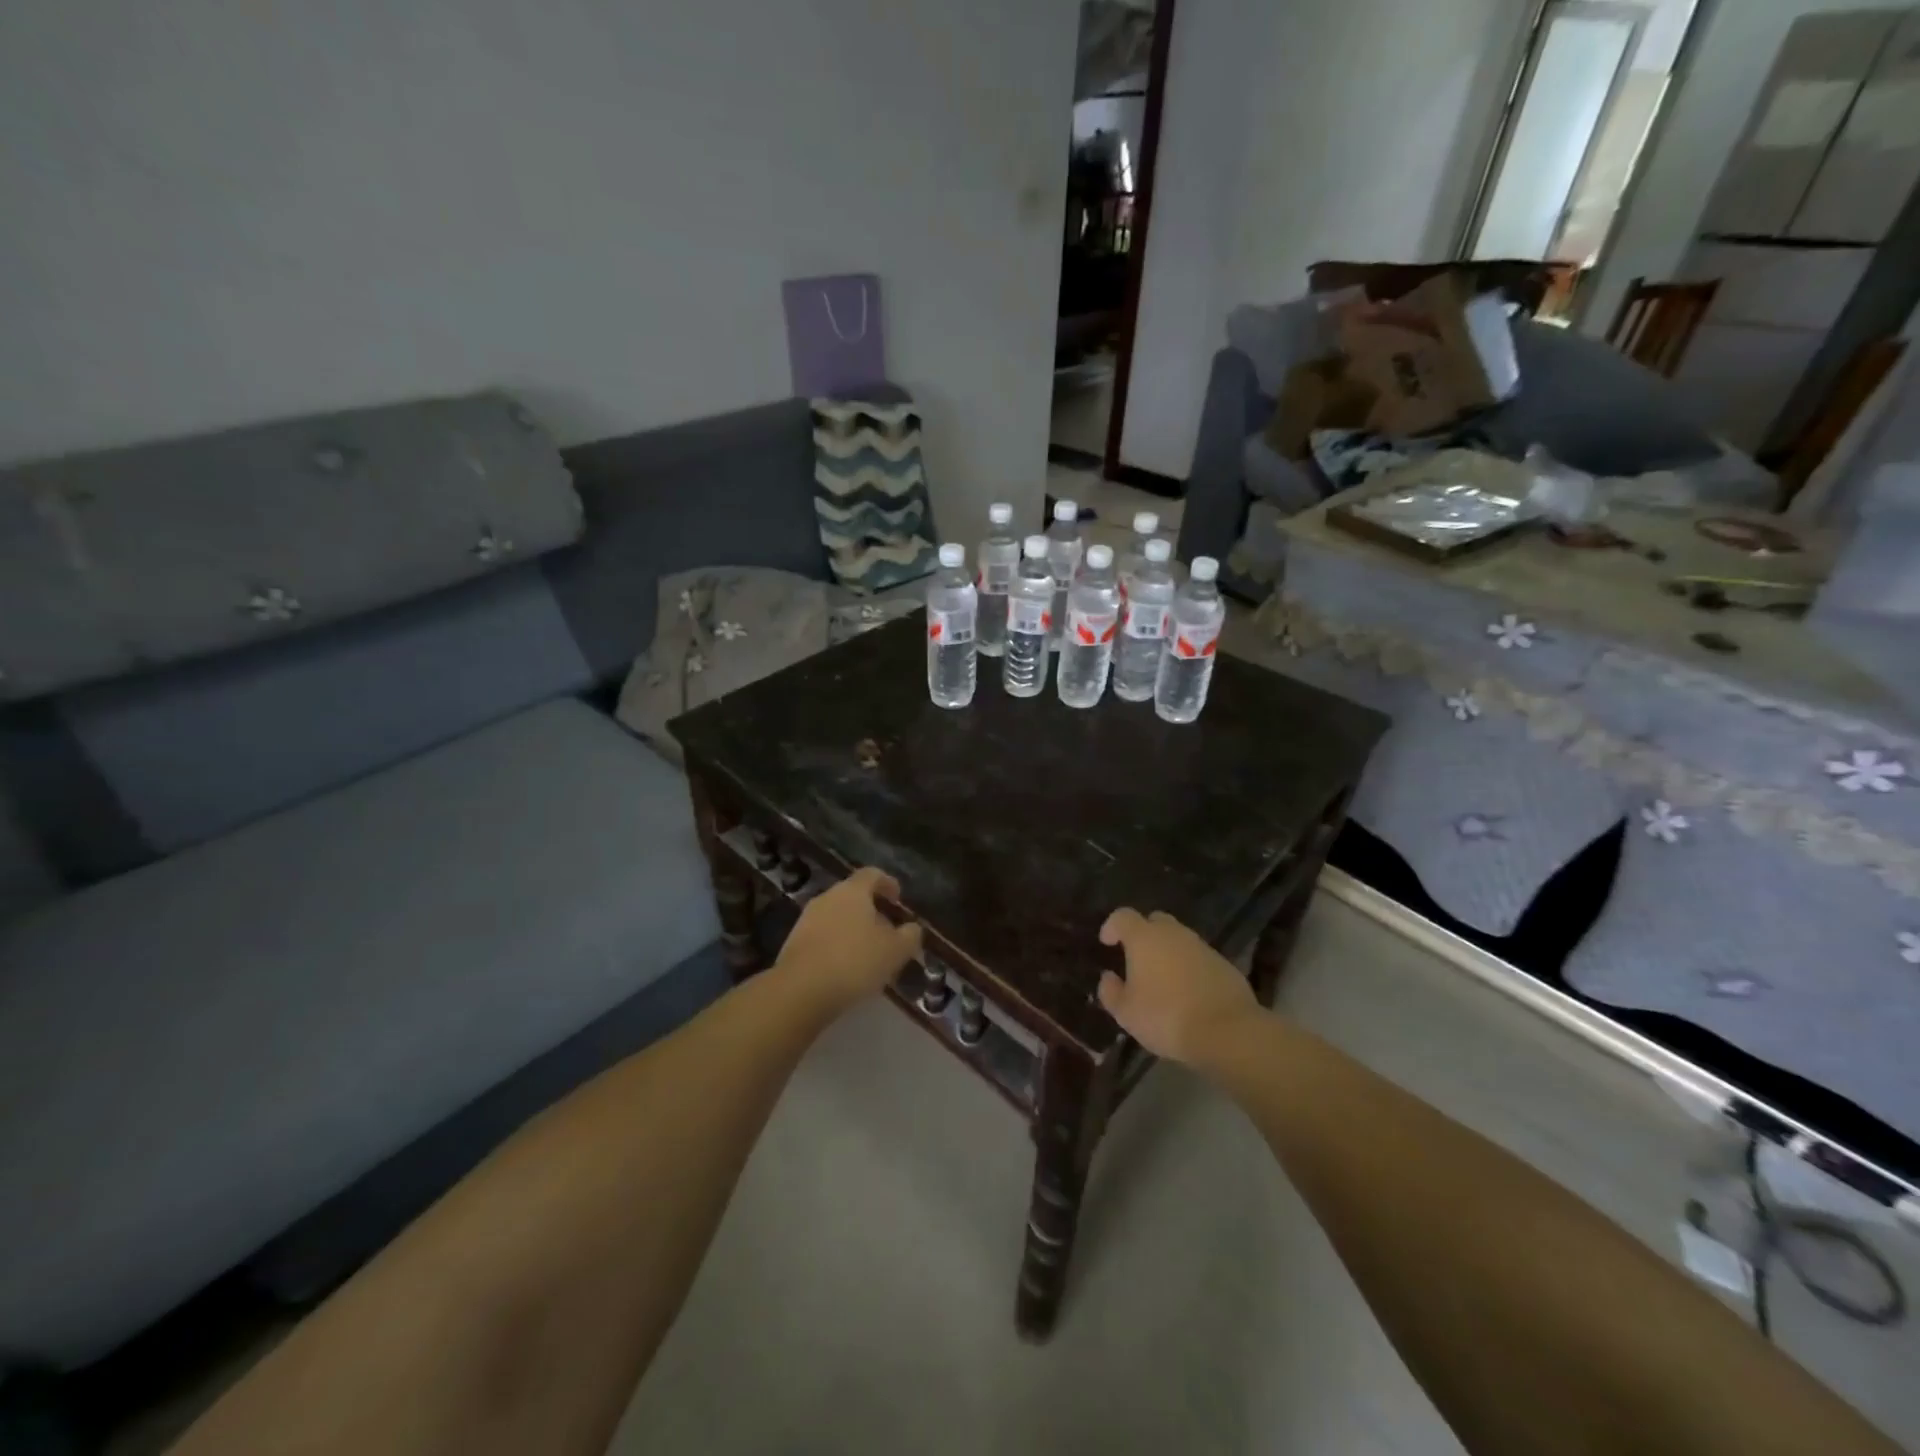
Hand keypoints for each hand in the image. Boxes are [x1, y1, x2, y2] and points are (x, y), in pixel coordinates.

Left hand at [775, 867, 922, 1015]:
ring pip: (837, 917)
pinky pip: (823, 937)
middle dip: (872, 912)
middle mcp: (827, 897)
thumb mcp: (895, 951)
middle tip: (888, 934)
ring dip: (853, 931)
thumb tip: (912, 928)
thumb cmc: (855, 961)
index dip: (888, 884)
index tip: (898, 901)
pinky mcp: (794, 943)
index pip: (872, 874)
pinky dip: (837, 946)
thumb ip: (909, 936)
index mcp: (852, 891)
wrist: (800, 991)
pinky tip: (846, 970)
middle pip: (853, 896)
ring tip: (868, 956)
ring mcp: (806, 919)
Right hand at [1097, 908, 1258, 1066]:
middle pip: (1155, 921)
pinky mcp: (1224, 964)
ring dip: (1168, 952)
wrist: (1227, 1031)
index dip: (1112, 926)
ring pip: (1179, 939)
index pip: (1123, 916)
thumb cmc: (1166, 1017)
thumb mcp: (1126, 1013)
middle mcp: (1174, 934)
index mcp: (1144, 938)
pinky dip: (1189, 967)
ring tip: (1162, 979)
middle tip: (1136, 957)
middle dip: (1143, 933)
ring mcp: (1202, 947)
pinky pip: (1199, 958)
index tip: (1106, 942)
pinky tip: (1188, 992)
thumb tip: (1108, 978)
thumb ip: (1111, 992)